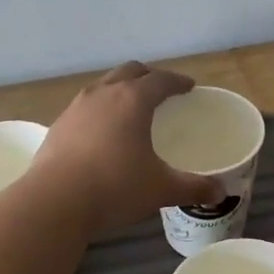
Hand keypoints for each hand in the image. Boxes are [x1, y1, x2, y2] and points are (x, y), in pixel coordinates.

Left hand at [26, 63, 224, 237]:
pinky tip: (102, 132)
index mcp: (133, 99)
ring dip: (120, 89)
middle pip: (129, 71)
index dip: (177, 81)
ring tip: (130, 107)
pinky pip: (85, 106)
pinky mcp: (58, 125)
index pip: (160, 79)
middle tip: (161, 90)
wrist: (53, 202)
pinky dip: (100, 109)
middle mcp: (104, 94)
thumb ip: (192, 187)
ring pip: (104, 85)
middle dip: (148, 76)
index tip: (188, 87)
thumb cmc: (114, 187)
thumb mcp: (160, 189)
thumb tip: (220, 193)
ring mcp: (77, 107)